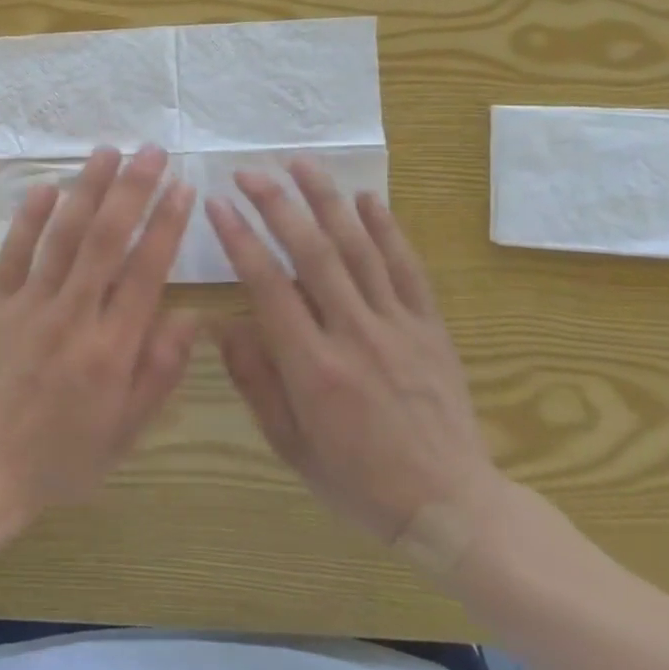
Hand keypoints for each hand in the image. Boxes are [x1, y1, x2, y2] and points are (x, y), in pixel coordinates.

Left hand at [0, 145, 197, 518]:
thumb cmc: (64, 455)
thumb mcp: (127, 430)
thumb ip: (160, 371)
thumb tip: (192, 316)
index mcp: (112, 348)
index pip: (146, 272)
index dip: (166, 225)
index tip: (183, 188)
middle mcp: (73, 315)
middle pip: (106, 240)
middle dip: (132, 190)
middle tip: (151, 151)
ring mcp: (29, 305)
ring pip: (62, 236)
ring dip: (86, 190)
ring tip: (107, 152)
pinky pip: (13, 253)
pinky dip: (30, 218)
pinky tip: (47, 187)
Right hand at [206, 162, 500, 555]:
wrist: (451, 506)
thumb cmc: (357, 479)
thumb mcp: (289, 444)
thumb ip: (254, 380)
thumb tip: (222, 324)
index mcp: (313, 367)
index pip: (268, 285)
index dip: (239, 238)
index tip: (217, 204)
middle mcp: (355, 334)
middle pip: (312, 252)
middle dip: (277, 204)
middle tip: (249, 171)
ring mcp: (398, 326)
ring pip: (359, 248)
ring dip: (327, 200)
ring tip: (301, 163)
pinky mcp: (431, 326)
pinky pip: (408, 268)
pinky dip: (387, 229)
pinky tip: (367, 197)